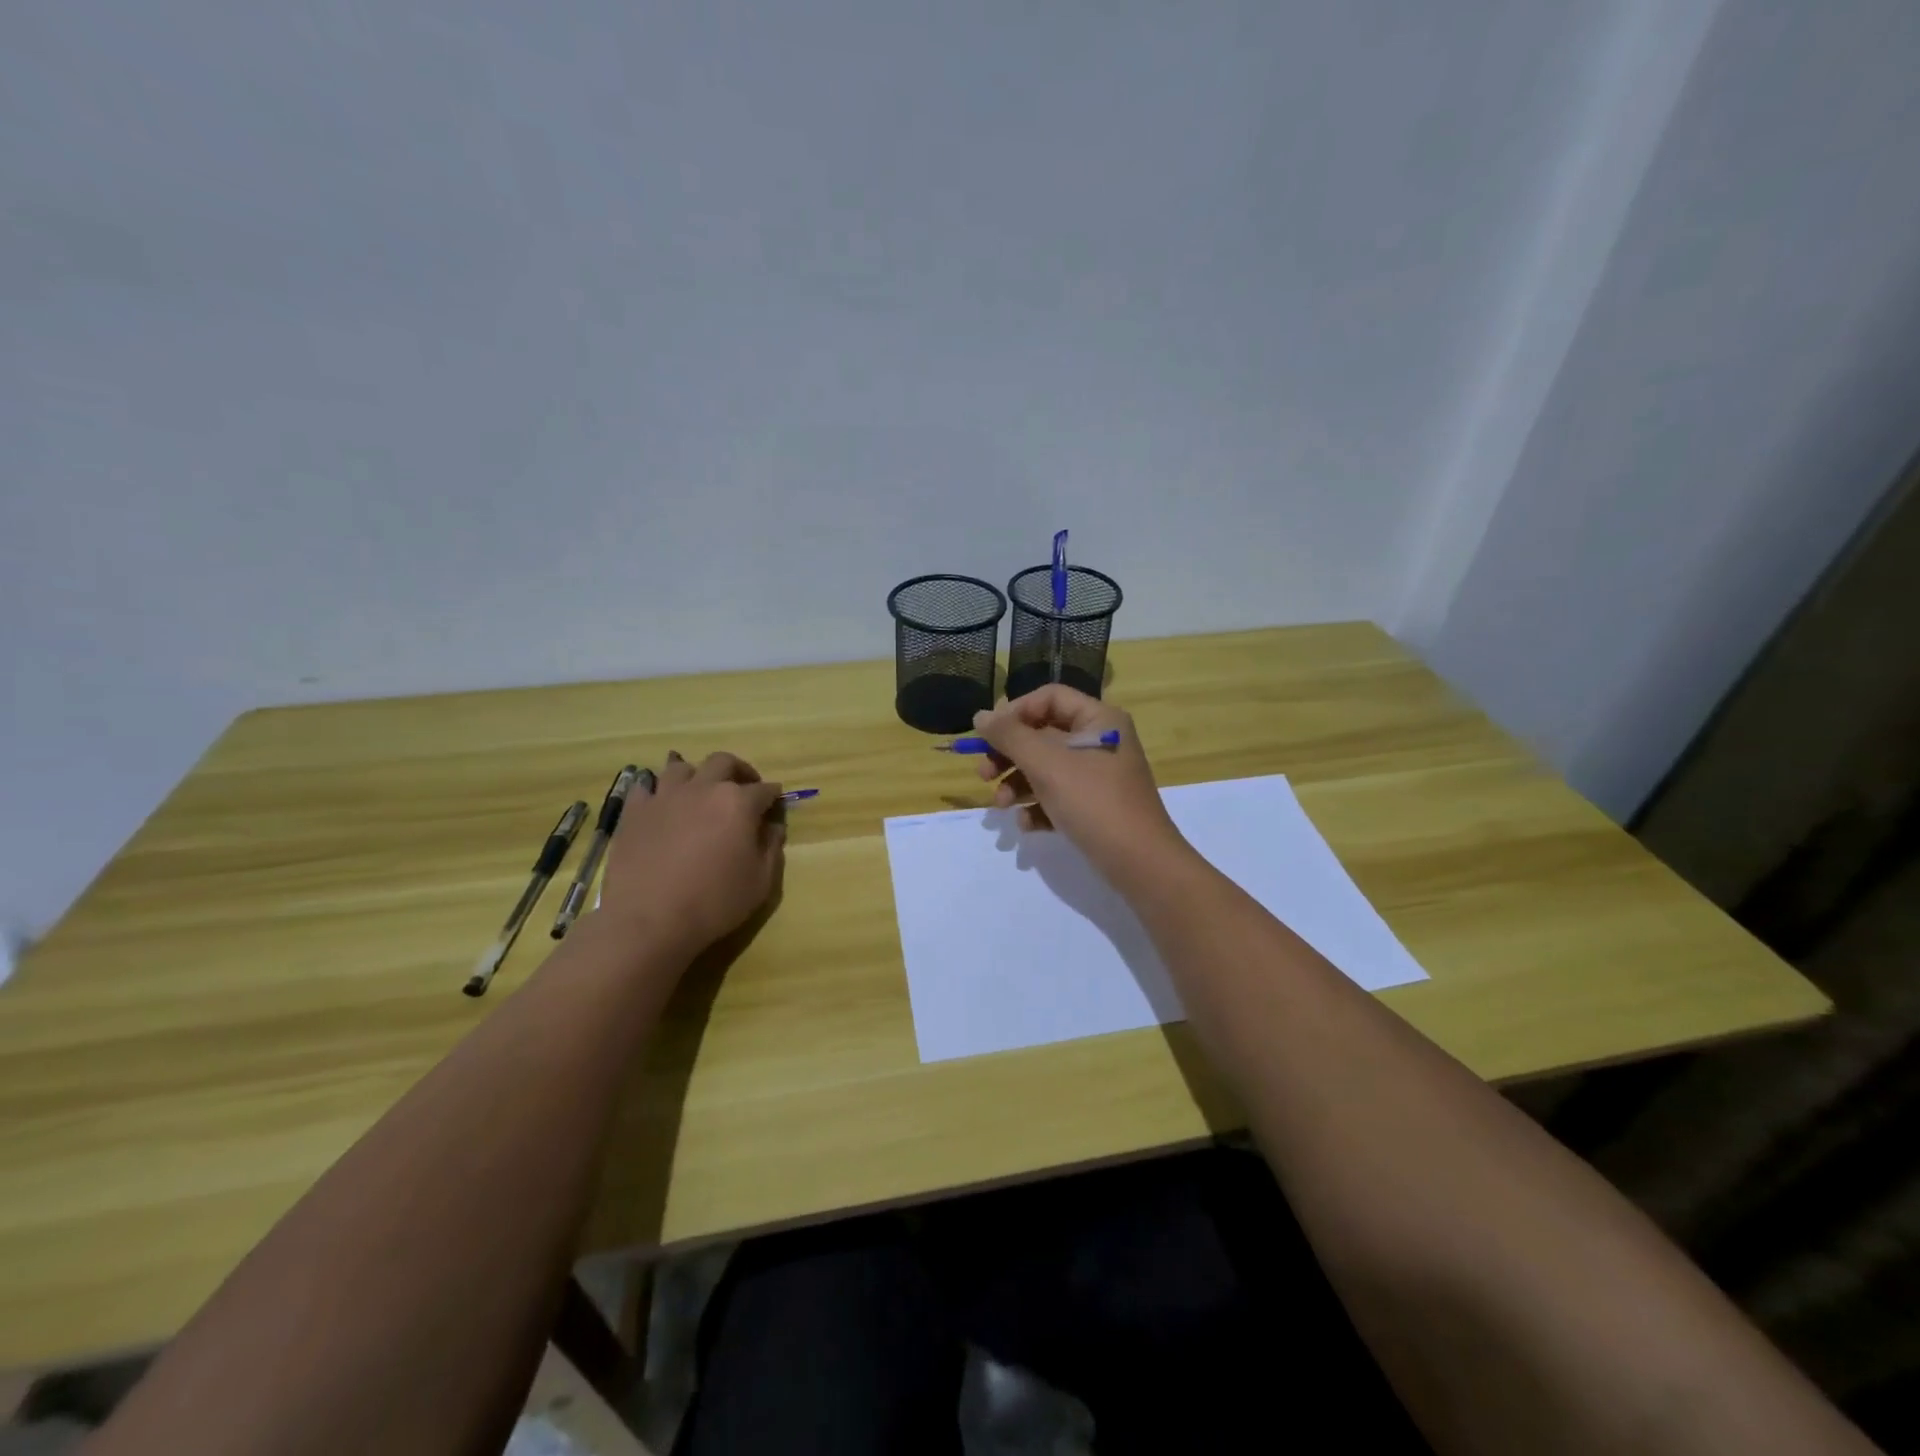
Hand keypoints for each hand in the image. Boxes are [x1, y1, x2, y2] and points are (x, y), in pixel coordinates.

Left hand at [598, 751, 786, 959]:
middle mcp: (703, 788)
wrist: (649, 920)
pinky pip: (644, 785)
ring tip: (698, 792)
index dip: (773, 797)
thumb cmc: (714, 903)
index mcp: (738, 803)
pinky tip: (660, 803)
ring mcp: (665, 796)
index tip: (775, 806)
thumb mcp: (760, 882)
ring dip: (696, 775)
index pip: (764, 790)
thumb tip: (773, 826)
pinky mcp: (634, 810)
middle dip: (739, 771)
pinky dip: (656, 789)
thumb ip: (772, 847)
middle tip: (743, 789)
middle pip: (724, 762)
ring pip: (681, 766)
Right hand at [969, 686, 1190, 885]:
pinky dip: (1038, 807)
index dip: (1015, 712)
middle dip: (1009, 755)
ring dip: (1018, 784)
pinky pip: (1058, 797)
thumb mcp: (1046, 764)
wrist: (1139, 863)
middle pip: (1043, 735)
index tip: (989, 736)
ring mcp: (1098, 776)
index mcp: (1098, 720)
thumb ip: (1009, 736)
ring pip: (1046, 768)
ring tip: (1001, 805)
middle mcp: (1100, 742)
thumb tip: (980, 715)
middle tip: (984, 774)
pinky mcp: (1094, 807)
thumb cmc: (1093, 802)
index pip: (1049, 698)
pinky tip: (1026, 824)